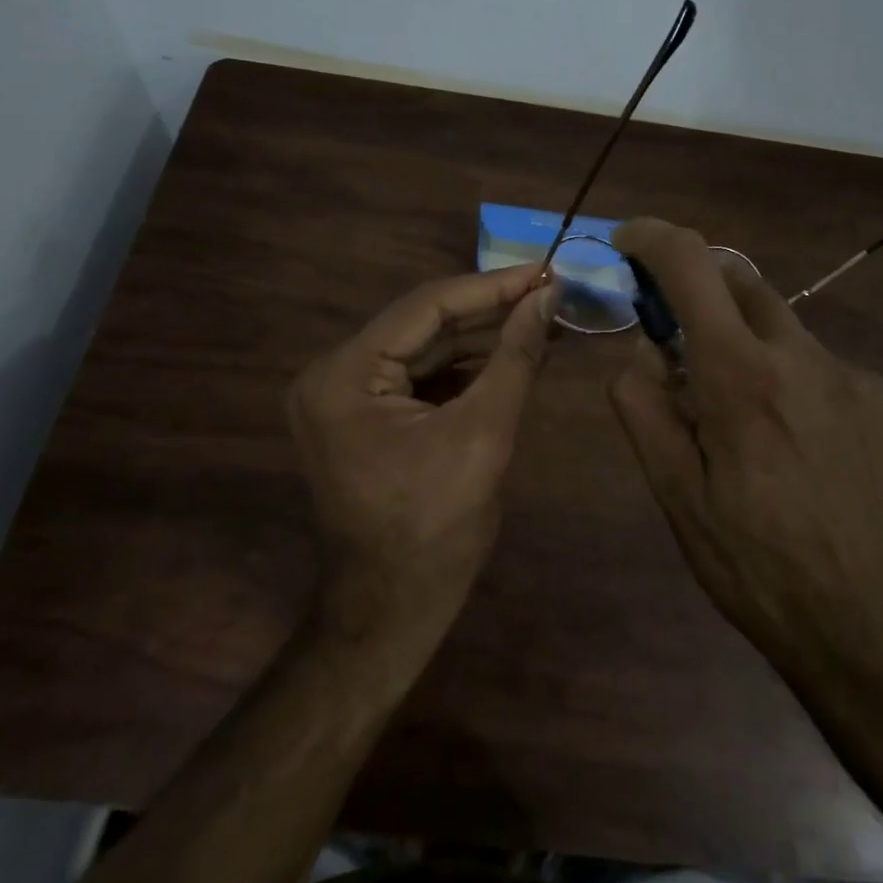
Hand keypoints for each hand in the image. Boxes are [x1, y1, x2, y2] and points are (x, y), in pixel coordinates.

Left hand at [287, 265, 558, 626]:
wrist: (392, 611)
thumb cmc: (436, 529)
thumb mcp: (484, 434)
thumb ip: (515, 357)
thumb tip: (548, 296)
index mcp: (345, 375)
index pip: (426, 307)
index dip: (492, 286)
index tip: (545, 271)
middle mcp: (333, 374)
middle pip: (423, 324)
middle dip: (489, 311)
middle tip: (549, 294)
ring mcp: (343, 396)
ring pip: (424, 349)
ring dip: (480, 337)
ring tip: (540, 319)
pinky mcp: (363, 416)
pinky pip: (419, 376)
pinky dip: (463, 367)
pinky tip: (509, 354)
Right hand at [608, 218, 882, 683]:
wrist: (877, 633)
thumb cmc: (757, 569)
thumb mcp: (676, 497)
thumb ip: (644, 408)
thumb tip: (641, 350)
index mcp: (742, 376)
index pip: (692, 266)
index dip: (653, 237)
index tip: (627, 242)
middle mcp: (803, 357)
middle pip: (740, 281)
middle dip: (697, 289)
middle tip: (673, 341)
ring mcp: (853, 377)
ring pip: (780, 326)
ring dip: (743, 341)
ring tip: (735, 417)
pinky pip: (819, 366)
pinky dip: (786, 377)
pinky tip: (791, 445)